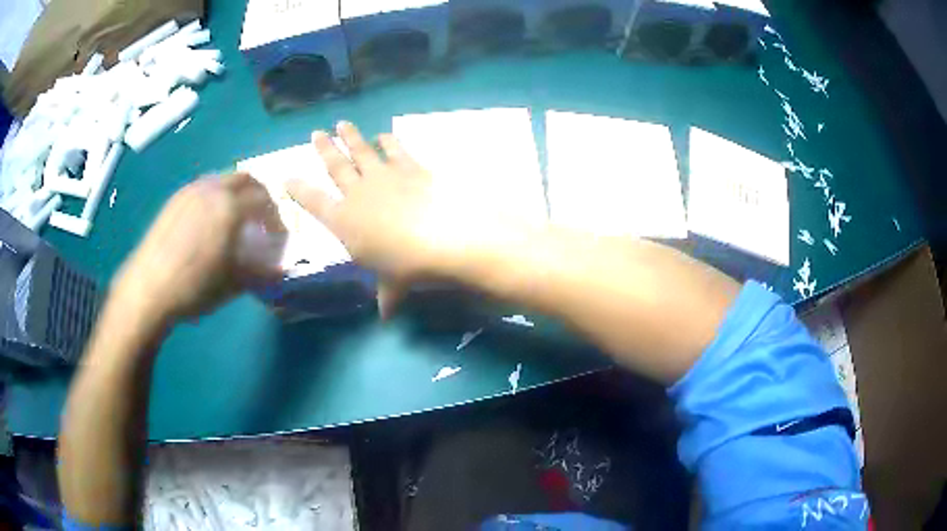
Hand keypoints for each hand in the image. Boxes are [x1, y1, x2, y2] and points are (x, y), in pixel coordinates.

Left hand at [111, 173, 283, 323]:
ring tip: (234, 220)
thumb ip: (261, 271)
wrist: (149, 288)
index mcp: (231, 207)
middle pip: (247, 179)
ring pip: (224, 179)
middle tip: (261, 219)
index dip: (276, 218)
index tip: (276, 236)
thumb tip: (281, 268)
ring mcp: (192, 191)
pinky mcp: (176, 198)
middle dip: (259, 195)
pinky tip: (209, 222)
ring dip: (237, 193)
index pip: (265, 201)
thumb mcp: (233, 284)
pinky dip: (216, 196)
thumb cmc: (194, 287)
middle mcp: (213, 190)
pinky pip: (204, 187)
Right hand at [286, 122, 522, 316]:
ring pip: (360, 151)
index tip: (286, 177)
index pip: (312, 202)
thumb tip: (386, 316)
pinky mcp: (410, 167)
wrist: (443, 237)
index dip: (298, 189)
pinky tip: (384, 135)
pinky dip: (388, 142)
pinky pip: (395, 150)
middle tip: (316, 133)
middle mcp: (357, 193)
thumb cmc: (407, 266)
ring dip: (350, 137)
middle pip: (335, 166)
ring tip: (342, 124)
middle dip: (324, 148)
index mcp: (343, 221)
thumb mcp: (392, 286)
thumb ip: (386, 296)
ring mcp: (383, 176)